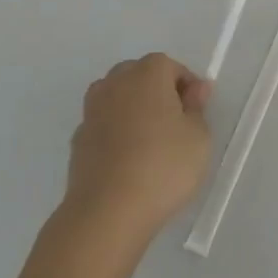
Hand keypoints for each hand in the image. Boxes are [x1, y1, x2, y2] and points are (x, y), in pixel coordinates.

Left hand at [64, 54, 212, 244]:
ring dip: (132, 109)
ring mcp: (91, 112)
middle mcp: (114, 84)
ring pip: (116, 97)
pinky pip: (103, 124)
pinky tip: (128, 160)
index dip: (186, 85)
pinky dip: (116, 132)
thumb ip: (197, 108)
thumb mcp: (199, 137)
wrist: (107, 212)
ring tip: (150, 140)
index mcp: (147, 75)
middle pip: (138, 75)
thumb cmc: (163, 166)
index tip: (196, 111)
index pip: (170, 66)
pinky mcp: (78, 141)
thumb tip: (195, 89)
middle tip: (175, 122)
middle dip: (157, 91)